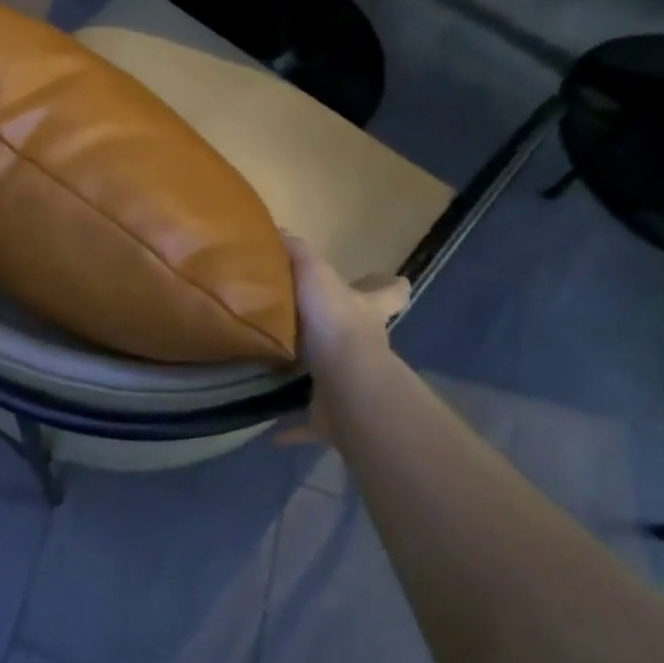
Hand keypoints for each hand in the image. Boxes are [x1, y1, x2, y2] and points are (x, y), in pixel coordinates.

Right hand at [276, 233, 408, 445]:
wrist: (344, 379)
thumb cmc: (333, 320)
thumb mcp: (312, 271)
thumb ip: (296, 251)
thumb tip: (278, 231)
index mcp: (365, 311)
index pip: (390, 293)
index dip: (390, 287)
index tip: (392, 282)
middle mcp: (367, 348)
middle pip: (366, 337)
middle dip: (348, 335)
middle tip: (319, 330)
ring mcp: (353, 385)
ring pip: (339, 380)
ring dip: (319, 380)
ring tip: (286, 375)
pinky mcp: (334, 417)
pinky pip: (311, 424)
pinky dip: (293, 428)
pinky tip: (271, 431)